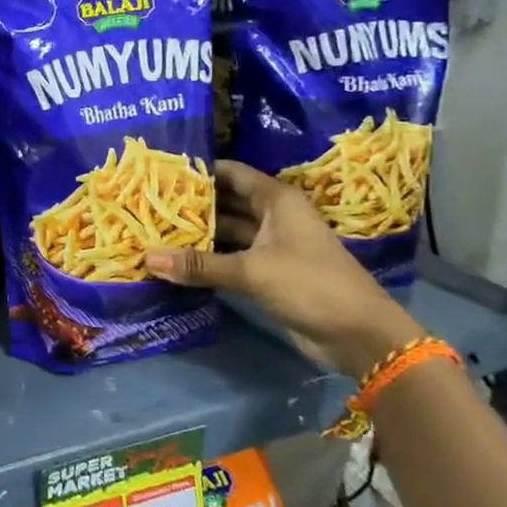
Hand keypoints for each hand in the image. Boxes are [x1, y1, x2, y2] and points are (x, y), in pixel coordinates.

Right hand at [144, 160, 423, 379]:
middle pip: (224, 201)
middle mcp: (272, 216)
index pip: (230, 172)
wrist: (360, 336)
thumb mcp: (251, 271)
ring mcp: (271, 245)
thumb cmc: (311, 285)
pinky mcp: (268, 272)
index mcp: (276, 200)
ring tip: (153, 229)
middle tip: (147, 202)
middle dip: (190, 203)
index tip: (159, 171)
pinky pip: (230, 257)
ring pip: (226, 231)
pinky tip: (176, 260)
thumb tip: (146, 258)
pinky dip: (207, 258)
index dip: (197, 170)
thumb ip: (199, 265)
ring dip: (196, 233)